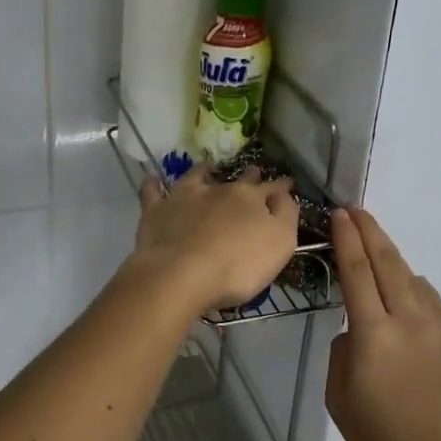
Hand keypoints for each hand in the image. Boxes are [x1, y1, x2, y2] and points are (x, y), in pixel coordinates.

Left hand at [131, 165, 298, 313]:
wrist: (181, 274)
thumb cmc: (237, 266)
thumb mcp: (280, 243)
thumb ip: (285, 215)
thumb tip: (283, 195)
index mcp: (251, 199)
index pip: (272, 188)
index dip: (281, 186)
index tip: (287, 183)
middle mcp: (219, 190)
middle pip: (238, 180)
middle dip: (249, 176)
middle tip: (252, 173)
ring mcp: (185, 197)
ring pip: (197, 176)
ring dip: (205, 170)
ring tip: (208, 166)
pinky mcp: (157, 211)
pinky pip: (153, 191)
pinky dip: (154, 184)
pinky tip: (153, 178)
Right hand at [327, 208, 440, 440]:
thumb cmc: (381, 440)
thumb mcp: (339, 397)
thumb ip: (343, 352)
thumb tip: (356, 333)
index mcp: (373, 333)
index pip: (357, 271)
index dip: (347, 239)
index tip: (340, 214)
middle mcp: (408, 320)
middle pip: (388, 262)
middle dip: (370, 231)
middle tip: (356, 210)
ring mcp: (438, 330)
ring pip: (413, 277)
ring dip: (392, 255)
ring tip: (376, 245)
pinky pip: (431, 300)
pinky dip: (413, 283)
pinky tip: (408, 287)